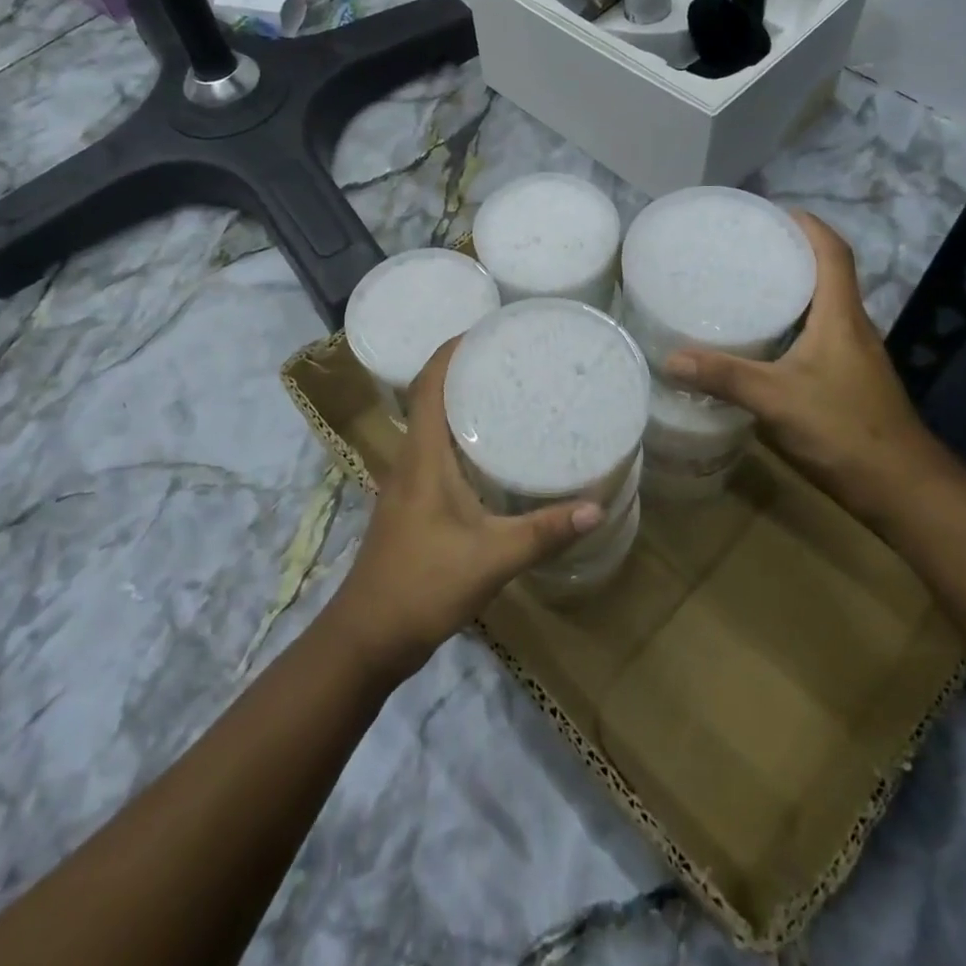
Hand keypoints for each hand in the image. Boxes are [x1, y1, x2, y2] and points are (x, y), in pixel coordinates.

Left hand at [327, 339, 603, 681]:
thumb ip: (544, 532)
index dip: (451, 349)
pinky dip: (460, 435)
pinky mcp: (412, 504)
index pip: (428, 383)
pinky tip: (491, 450)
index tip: (486, 329)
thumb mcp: (491, 558)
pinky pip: (435, 451)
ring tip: (506, 391)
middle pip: (430, 396)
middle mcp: (410, 459)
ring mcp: (407, 483)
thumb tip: (597, 507)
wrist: (367, 636)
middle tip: (510, 356)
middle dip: (464, 369)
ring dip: (460, 401)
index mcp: (422, 456)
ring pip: (432, 425)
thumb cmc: (422, 585)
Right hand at [664, 210, 956, 520]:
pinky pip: (814, 337)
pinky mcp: (845, 381)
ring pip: (819, 308)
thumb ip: (725, 377)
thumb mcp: (777, 400)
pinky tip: (757, 343)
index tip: (771, 212)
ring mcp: (851, 356)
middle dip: (789, 254)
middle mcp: (850, 328)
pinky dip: (787, 327)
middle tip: (741, 249)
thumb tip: (670, 358)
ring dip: (788, 291)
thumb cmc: (845, 431)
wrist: (901, 489)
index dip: (807, 225)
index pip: (832, 252)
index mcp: (840, 317)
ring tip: (741, 287)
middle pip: (825, 274)